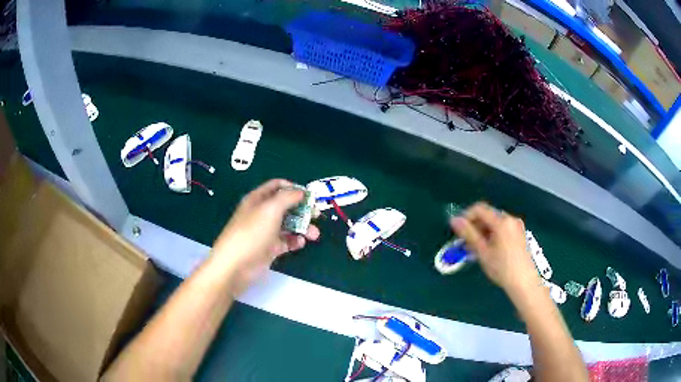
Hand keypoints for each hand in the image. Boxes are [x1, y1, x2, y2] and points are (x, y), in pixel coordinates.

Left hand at [211, 179, 319, 294]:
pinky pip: (286, 241)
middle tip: (317, 216)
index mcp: (258, 199)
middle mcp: (262, 213)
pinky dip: (294, 241)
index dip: (294, 188)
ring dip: (303, 227)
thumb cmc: (252, 232)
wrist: (236, 265)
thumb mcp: (270, 209)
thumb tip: (301, 192)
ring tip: (314, 235)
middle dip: (302, 210)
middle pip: (286, 206)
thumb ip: (288, 197)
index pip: (277, 186)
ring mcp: (266, 231)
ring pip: (288, 224)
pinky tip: (299, 244)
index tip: (309, 196)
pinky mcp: (270, 248)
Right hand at [450, 202, 539, 294]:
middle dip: (475, 226)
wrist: (524, 282)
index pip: (479, 208)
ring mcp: (517, 226)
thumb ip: (468, 234)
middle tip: (466, 243)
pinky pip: (503, 228)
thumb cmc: (502, 268)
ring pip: (495, 223)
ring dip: (483, 231)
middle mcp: (510, 219)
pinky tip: (489, 250)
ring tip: (477, 249)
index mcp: (501, 221)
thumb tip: (454, 220)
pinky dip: (493, 235)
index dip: (466, 217)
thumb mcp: (482, 252)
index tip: (459, 231)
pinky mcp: (520, 234)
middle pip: (488, 215)